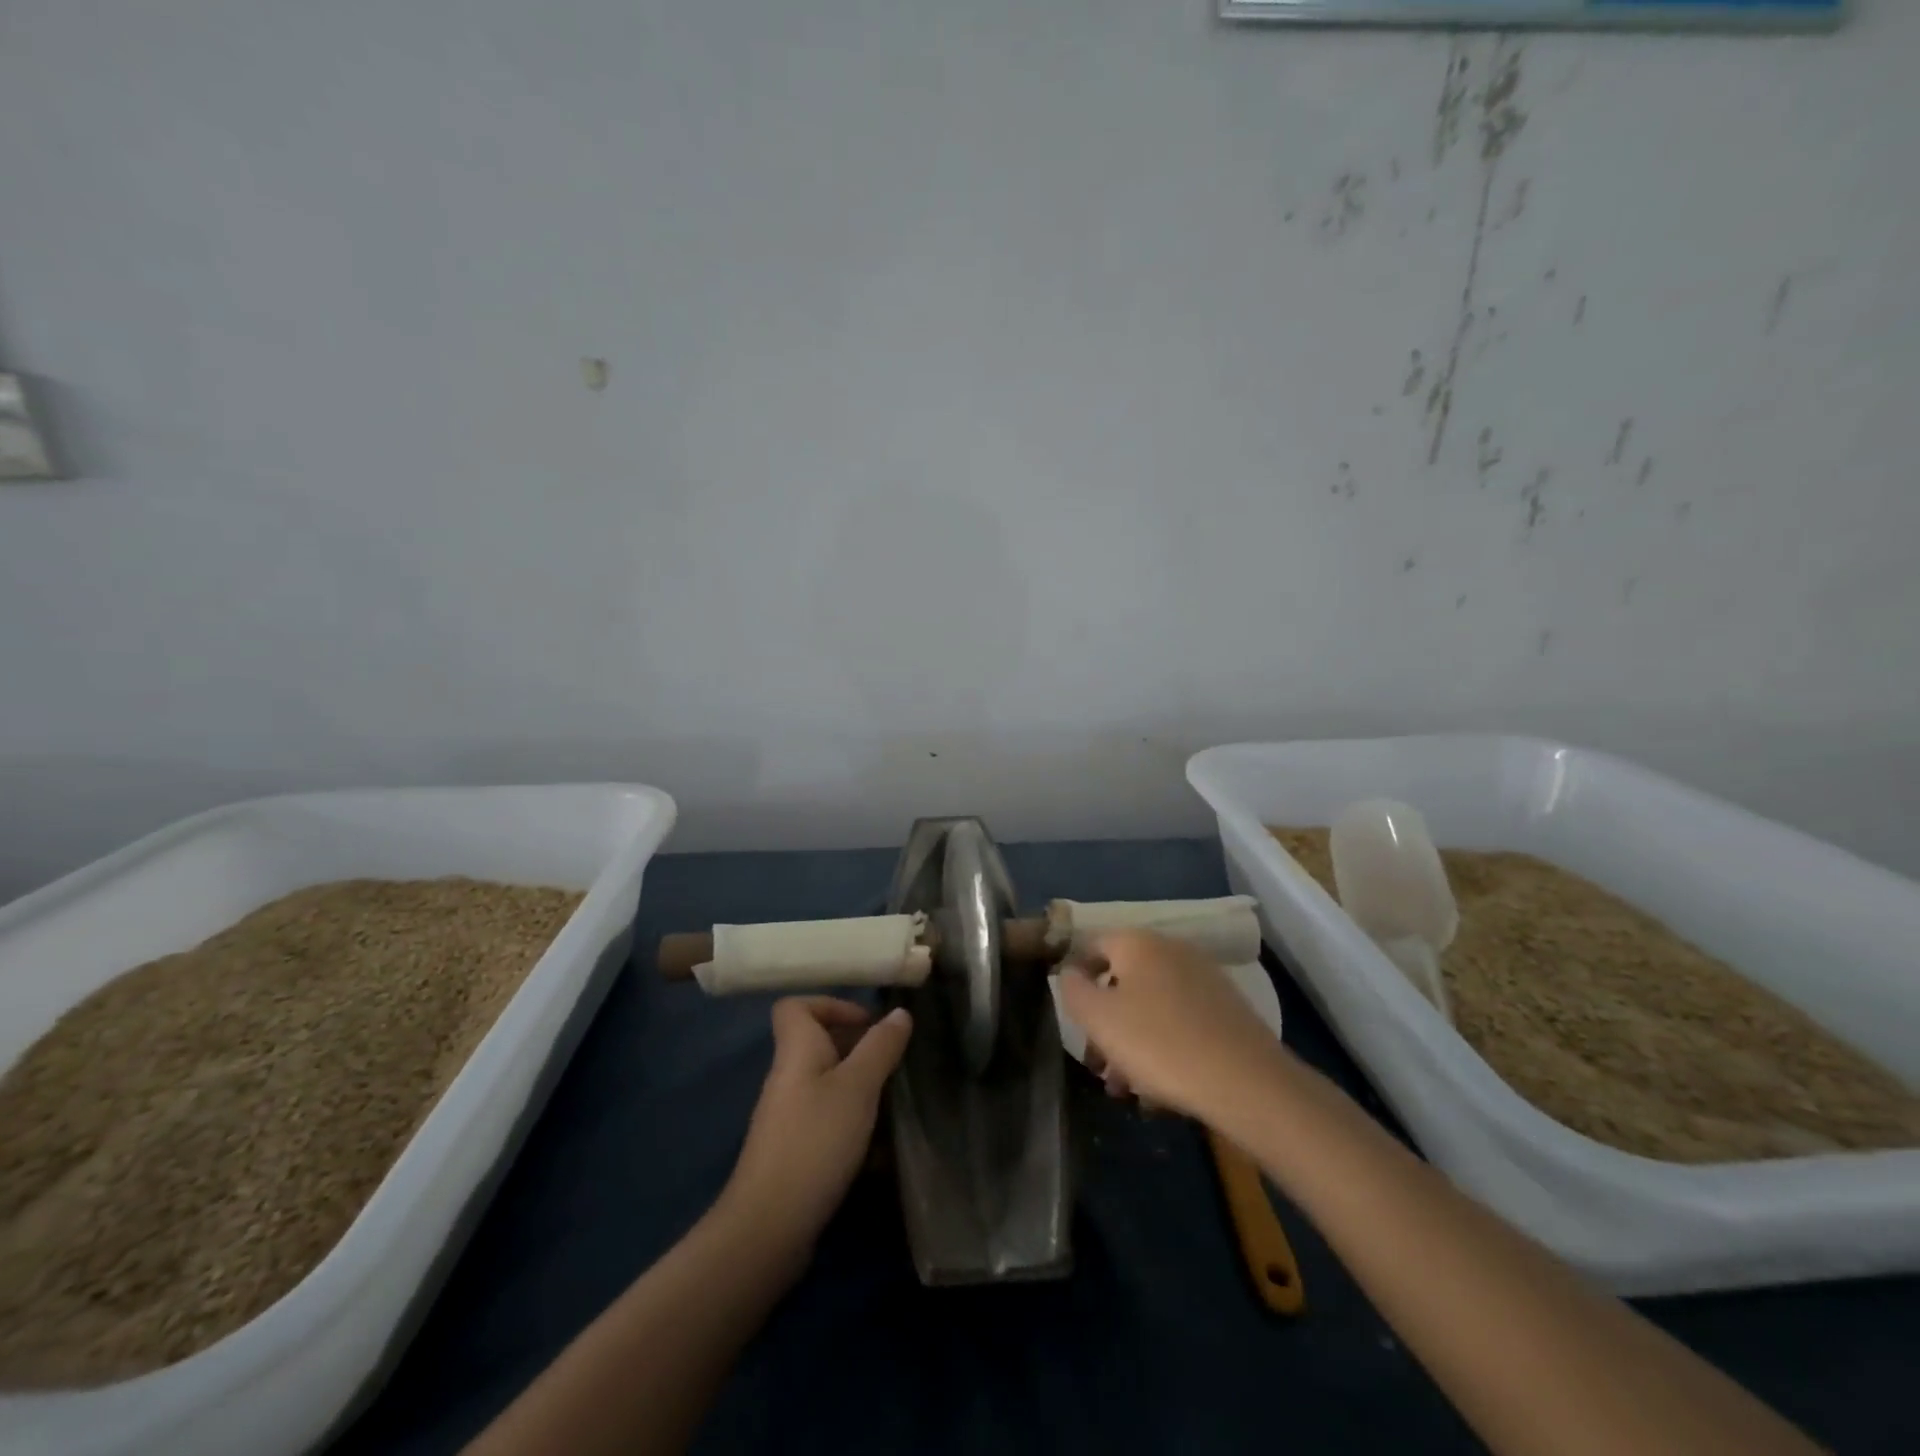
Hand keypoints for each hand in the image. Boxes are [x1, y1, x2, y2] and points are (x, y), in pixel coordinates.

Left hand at [722, 996, 912, 1262]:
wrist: (769, 1227)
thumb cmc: (815, 1141)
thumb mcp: (857, 1088)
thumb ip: (880, 1047)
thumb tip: (898, 1012)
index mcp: (796, 1051)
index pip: (795, 1006)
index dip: (830, 1004)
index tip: (867, 1022)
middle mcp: (787, 1076)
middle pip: (816, 1042)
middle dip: (856, 1046)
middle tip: (892, 1060)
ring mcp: (788, 1116)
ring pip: (825, 1081)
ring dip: (858, 1084)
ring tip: (890, 1098)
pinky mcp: (794, 1149)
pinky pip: (825, 1116)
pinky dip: (850, 1119)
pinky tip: (875, 1141)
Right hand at [1059, 930, 1285, 1128]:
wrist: (1247, 1082)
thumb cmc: (1158, 1043)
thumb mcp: (1098, 1018)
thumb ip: (1073, 989)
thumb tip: (1070, 972)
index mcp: (1138, 943)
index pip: (1093, 945)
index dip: (1076, 977)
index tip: (1072, 1019)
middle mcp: (1172, 950)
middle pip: (1123, 980)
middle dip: (1105, 1023)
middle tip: (1097, 1065)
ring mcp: (1204, 978)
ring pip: (1152, 1006)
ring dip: (1131, 1042)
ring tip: (1126, 1089)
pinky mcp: (1227, 1010)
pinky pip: (1181, 1021)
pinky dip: (1164, 1046)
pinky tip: (1160, 1089)